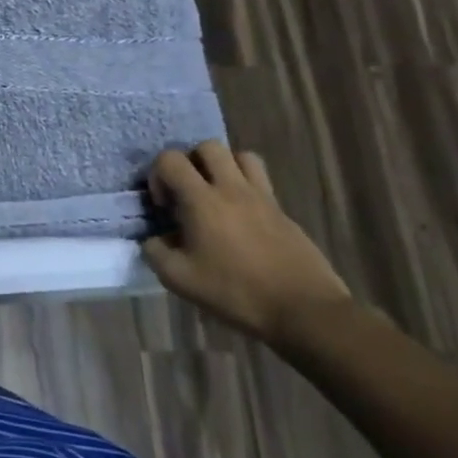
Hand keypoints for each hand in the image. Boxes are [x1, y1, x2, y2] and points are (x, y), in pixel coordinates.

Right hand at [141, 142, 352, 346]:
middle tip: (188, 192)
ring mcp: (263, 198)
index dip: (157, 175)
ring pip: (242, 157)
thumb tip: (154, 240)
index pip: (170, 159)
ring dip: (224, 168)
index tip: (163, 206)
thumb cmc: (235, 291)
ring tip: (216, 196)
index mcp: (202, 200)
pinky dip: (245, 190)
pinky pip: (262, 183)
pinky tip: (241, 222)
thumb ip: (155, 252)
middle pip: (209, 147)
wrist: (303, 310)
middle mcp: (233, 189)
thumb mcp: (179, 279)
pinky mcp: (284, 213)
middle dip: (191, 162)